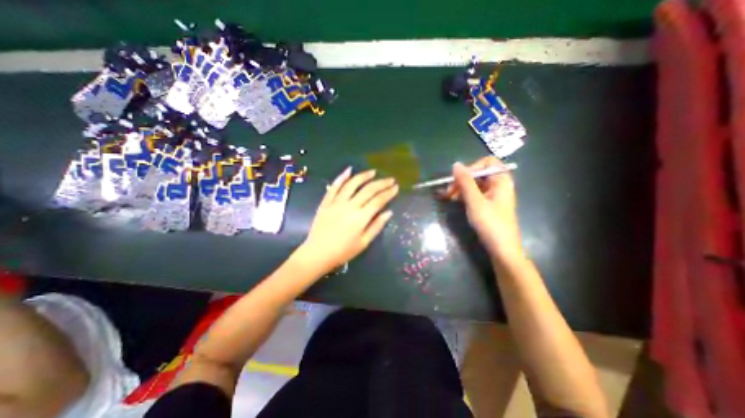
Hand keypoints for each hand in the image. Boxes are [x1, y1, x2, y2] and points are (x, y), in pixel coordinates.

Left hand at [300, 169, 397, 272]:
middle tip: (390, 179)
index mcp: (360, 218)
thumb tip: (388, 212)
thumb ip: (376, 226)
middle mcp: (349, 206)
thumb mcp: (364, 243)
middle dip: (381, 183)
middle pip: (368, 190)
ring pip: (352, 184)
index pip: (378, 201)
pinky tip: (349, 170)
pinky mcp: (326, 202)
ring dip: (364, 176)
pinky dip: (341, 177)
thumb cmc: (343, 251)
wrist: (317, 254)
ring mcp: (336, 202)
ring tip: (373, 172)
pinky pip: (334, 187)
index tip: (396, 187)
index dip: (388, 193)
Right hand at [441, 156, 522, 260]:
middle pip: (479, 174)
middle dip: (462, 180)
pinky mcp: (488, 205)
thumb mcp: (475, 201)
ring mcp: (493, 196)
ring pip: (475, 185)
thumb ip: (465, 182)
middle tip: (448, 191)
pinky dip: (464, 196)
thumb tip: (456, 164)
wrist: (502, 249)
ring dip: (461, 188)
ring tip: (448, 197)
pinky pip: (475, 194)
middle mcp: (499, 185)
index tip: (459, 179)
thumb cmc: (490, 223)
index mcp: (501, 181)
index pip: (488, 162)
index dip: (473, 167)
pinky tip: (455, 201)